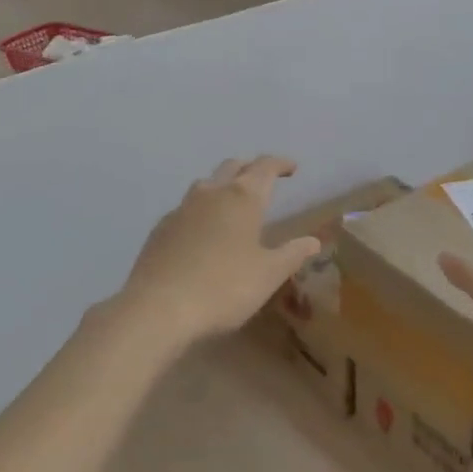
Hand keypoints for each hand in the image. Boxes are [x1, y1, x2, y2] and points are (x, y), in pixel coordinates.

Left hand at [117, 157, 319, 349]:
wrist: (158, 307)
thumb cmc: (224, 288)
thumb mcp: (268, 274)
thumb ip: (292, 254)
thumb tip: (313, 241)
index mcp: (242, 198)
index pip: (265, 168)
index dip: (280, 164)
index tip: (292, 168)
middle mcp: (210, 194)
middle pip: (232, 167)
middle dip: (250, 169)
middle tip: (264, 180)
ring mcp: (181, 209)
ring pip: (205, 184)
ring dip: (223, 185)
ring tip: (233, 203)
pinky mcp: (160, 228)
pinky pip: (186, 208)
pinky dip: (201, 210)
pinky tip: (203, 232)